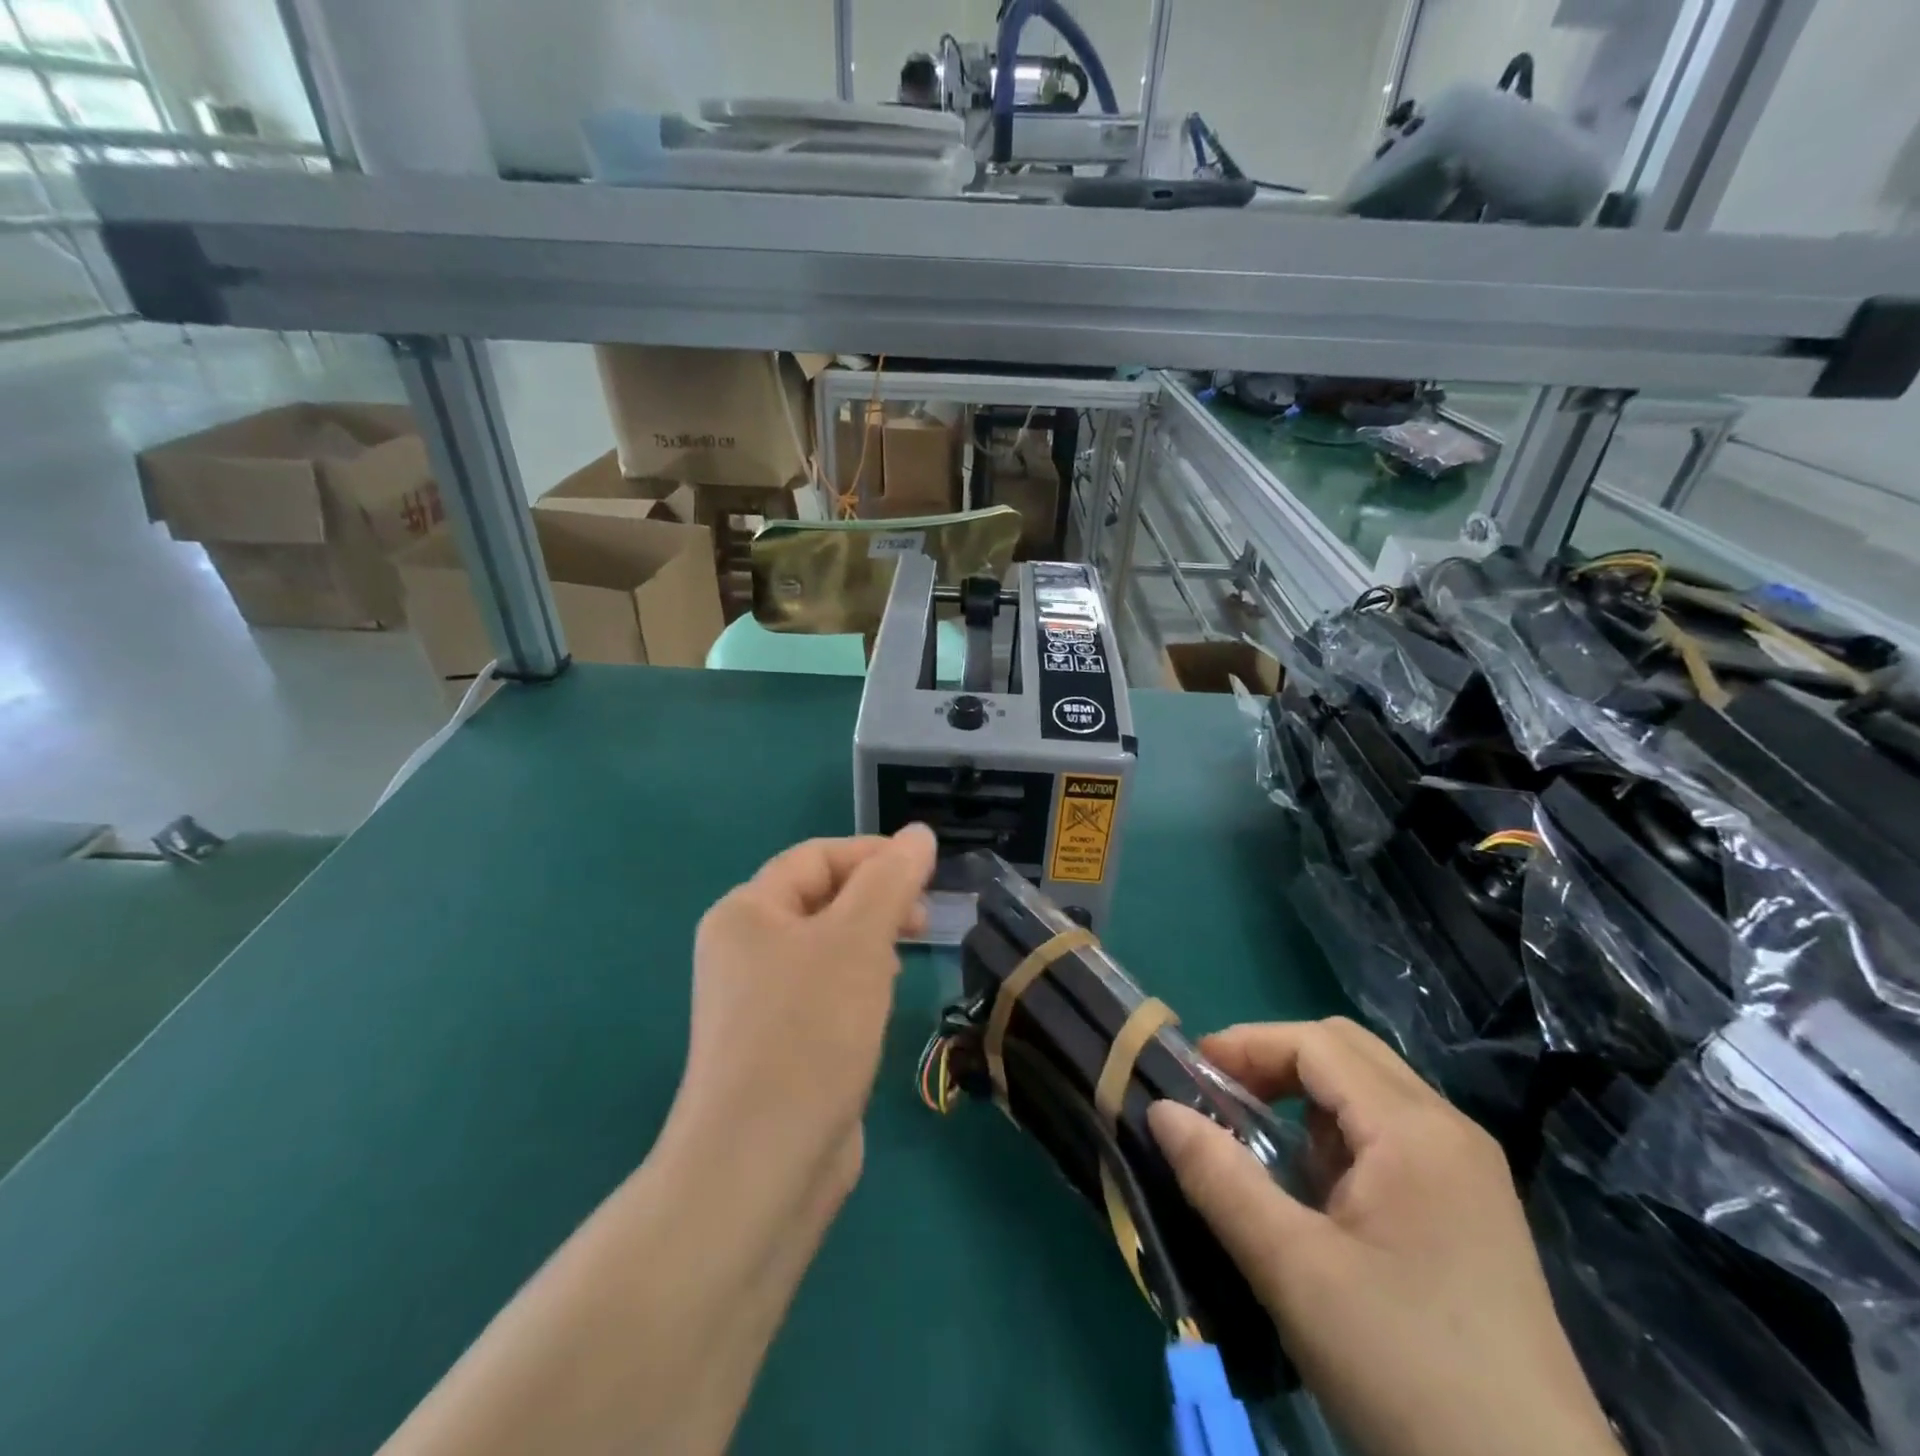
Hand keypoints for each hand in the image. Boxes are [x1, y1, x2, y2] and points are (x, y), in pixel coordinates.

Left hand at [668, 826, 937, 1205]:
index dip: (873, 855)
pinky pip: (825, 993)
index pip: (816, 857)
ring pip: (828, 948)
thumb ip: (890, 879)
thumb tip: (919, 834)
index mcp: (746, 912)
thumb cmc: (808, 1030)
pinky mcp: (778, 1045)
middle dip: (876, 902)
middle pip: (822, 900)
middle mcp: (743, 950)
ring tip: (897, 971)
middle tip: (922, 922)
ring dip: (870, 946)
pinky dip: (857, 988)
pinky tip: (878, 1011)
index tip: (928, 874)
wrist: (761, 1164)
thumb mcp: (858, 939)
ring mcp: (757, 1002)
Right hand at [1148, 1018, 1618, 1455]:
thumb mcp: (1293, 1270)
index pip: (1317, 1043)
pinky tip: (1315, 1193)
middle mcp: (1449, 1131)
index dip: (1247, 1045)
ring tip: (1258, 1146)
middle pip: (1346, 1053)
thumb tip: (1160, 1110)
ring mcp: (1468, 1172)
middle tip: (1218, 1098)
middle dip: (1273, 1061)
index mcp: (1415, 1130)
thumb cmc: (1406, 1368)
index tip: (1190, 1074)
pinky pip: (1391, 1138)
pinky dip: (1337, 1138)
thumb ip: (1218, 1178)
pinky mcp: (1471, 1212)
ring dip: (1304, 1100)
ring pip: (1369, 1093)